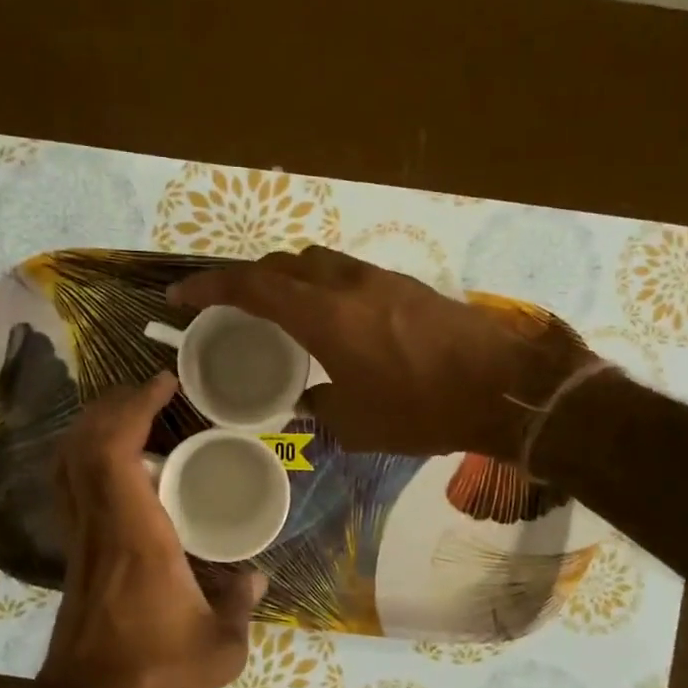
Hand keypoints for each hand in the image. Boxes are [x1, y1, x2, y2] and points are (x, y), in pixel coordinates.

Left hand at [41, 374, 266, 687]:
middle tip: (151, 392)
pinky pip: (71, 486)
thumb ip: (241, 606)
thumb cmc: (153, 673)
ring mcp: (80, 537)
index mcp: (136, 533)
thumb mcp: (219, 647)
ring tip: (133, 415)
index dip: (134, 407)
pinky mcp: (74, 552)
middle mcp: (100, 523)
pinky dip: (87, 456)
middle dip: (113, 405)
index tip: (162, 384)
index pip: (116, 450)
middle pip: (85, 443)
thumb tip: (256, 577)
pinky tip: (117, 463)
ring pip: (69, 462)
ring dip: (95, 427)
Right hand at [169, 246, 596, 459]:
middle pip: (283, 263)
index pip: (252, 287)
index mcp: (324, 316)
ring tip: (284, 313)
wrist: (506, 386)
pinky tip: (336, 322)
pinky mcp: (407, 286)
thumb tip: (307, 401)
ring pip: (318, 262)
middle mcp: (347, 285)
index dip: (210, 287)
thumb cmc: (423, 409)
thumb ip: (321, 408)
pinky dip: (325, 287)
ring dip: (291, 279)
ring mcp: (381, 279)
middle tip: (235, 308)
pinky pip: (348, 274)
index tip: (181, 296)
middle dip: (251, 280)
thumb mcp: (360, 425)